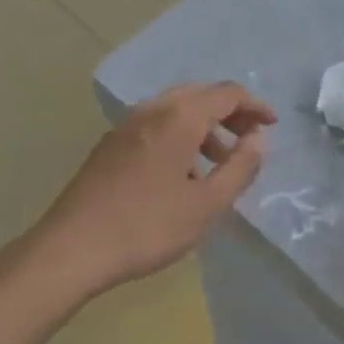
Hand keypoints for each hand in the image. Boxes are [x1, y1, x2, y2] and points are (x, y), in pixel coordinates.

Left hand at [24, 82, 276, 302]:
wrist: (71, 249)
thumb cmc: (147, 227)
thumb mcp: (207, 204)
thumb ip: (240, 167)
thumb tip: (258, 139)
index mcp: (178, 117)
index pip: (227, 94)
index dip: (255, 106)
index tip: (273, 125)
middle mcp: (152, 110)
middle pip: (200, 95)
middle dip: (230, 112)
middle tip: (250, 138)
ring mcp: (126, 126)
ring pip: (176, 110)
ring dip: (205, 126)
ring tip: (219, 163)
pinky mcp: (110, 146)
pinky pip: (156, 126)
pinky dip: (180, 136)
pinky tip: (182, 174)